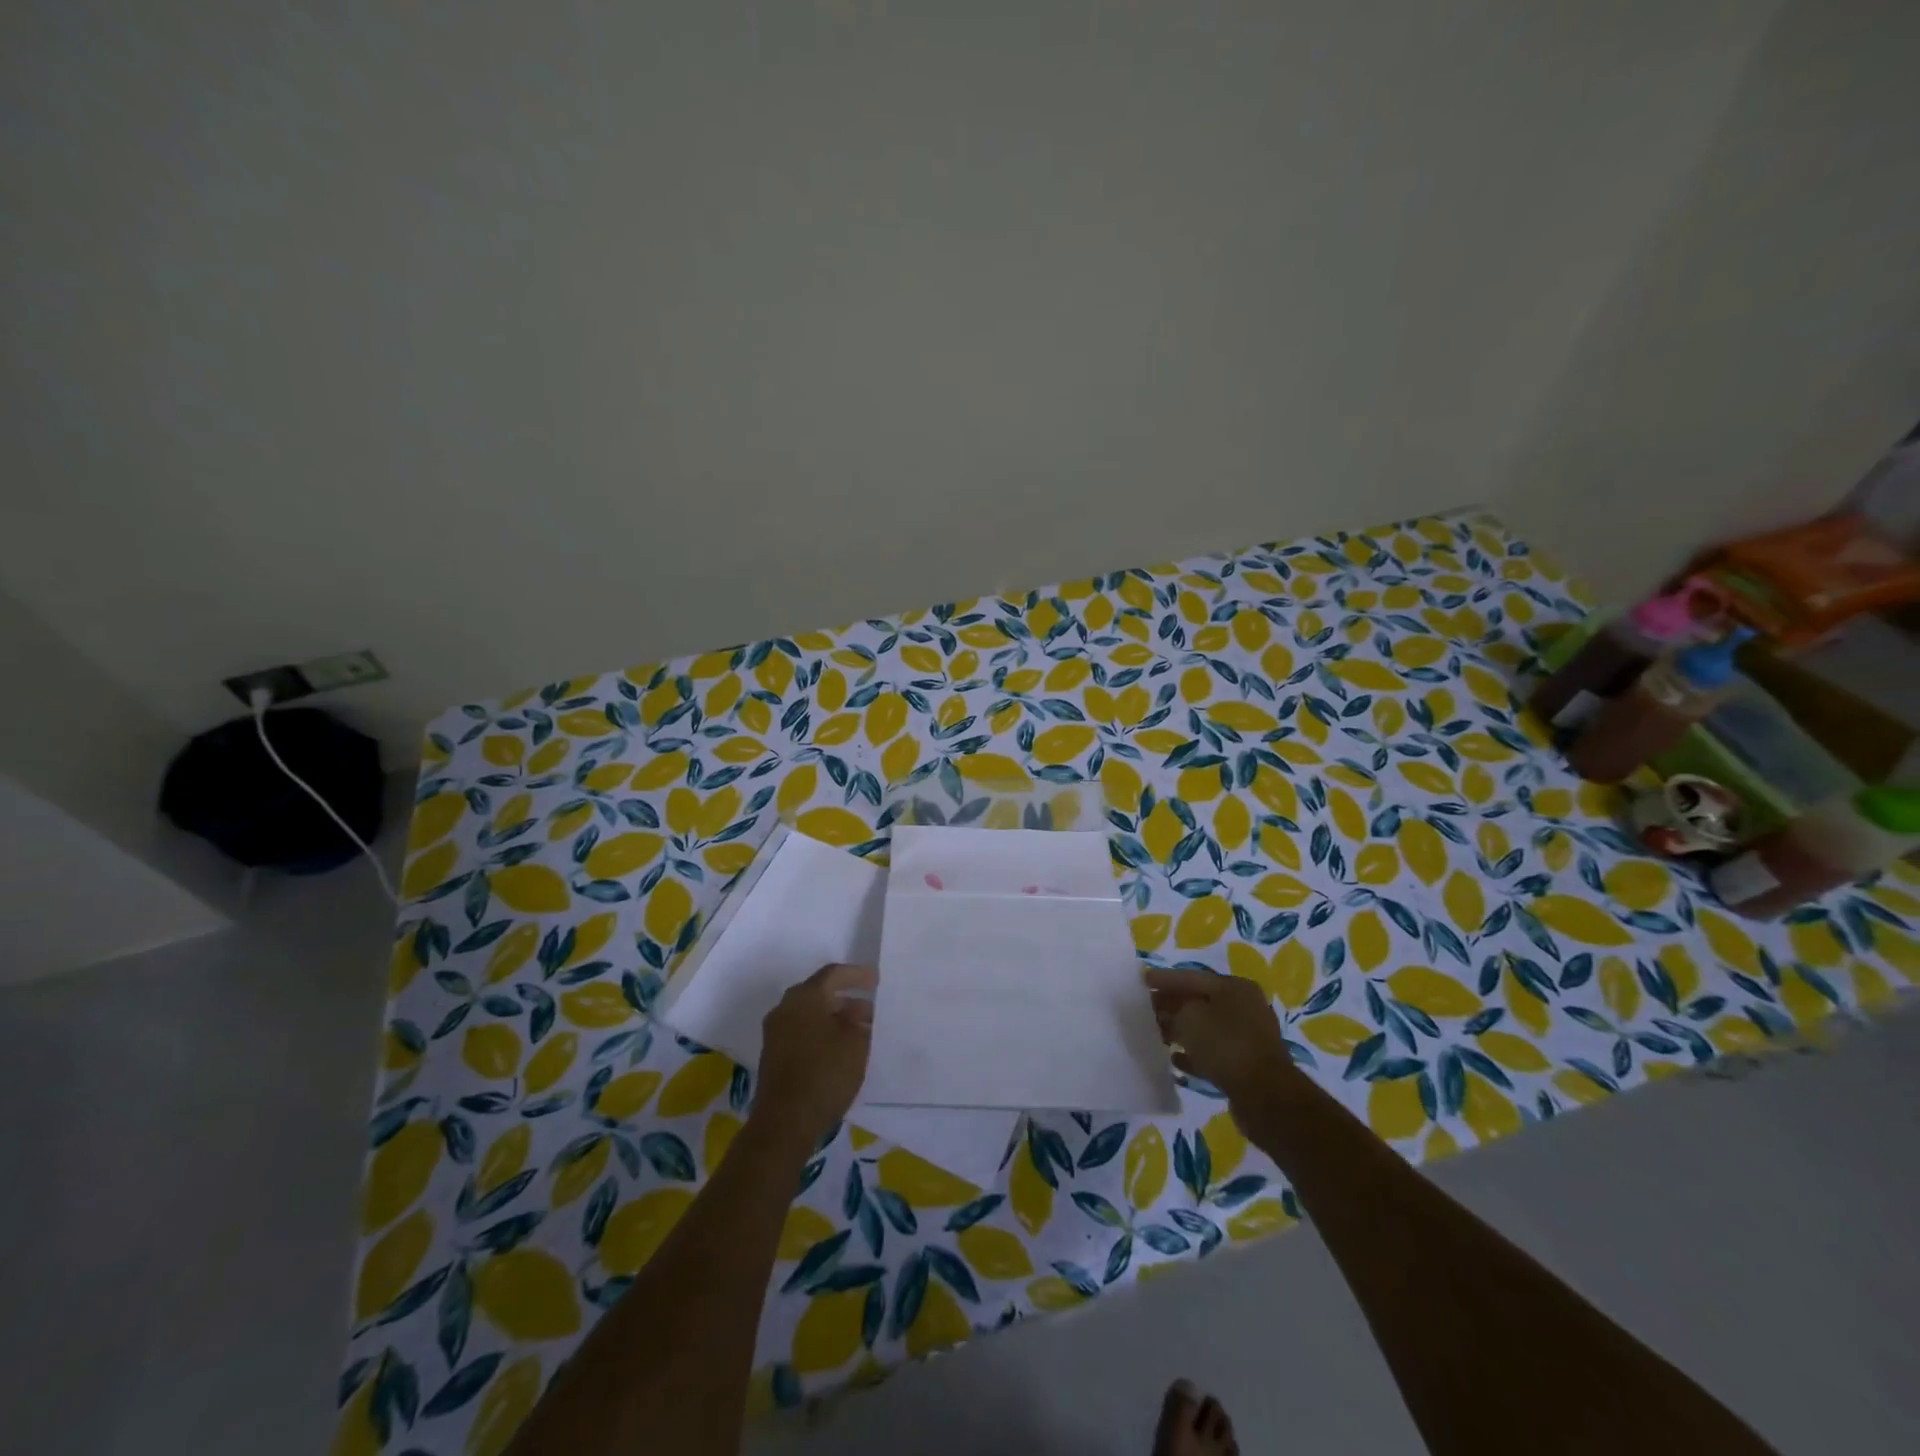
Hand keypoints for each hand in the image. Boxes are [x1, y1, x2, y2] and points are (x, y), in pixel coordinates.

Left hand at [753, 963, 875, 1147]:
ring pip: (810, 1015)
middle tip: (870, 1011)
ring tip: (859, 1033)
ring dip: (834, 1020)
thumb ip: (859, 1022)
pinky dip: (821, 1035)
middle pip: (819, 994)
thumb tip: (856, 1015)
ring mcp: (775, 1033)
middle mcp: (785, 1008)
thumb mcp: (855, 1043)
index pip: (833, 974)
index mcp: (804, 997)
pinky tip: (839, 1051)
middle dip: (846, 1000)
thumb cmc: (824, 1073)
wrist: (784, 1122)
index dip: (856, 975)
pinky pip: (802, 1033)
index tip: (876, 981)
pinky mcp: (773, 1056)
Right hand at [1146, 968, 1292, 1105]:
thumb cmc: (1225, 1045)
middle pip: (1199, 1001)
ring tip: (1156, 1034)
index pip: (1191, 977)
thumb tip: (1166, 1011)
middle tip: (1144, 1010)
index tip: (1140, 982)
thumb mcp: (1190, 1018)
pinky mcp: (1245, 1063)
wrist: (1265, 1096)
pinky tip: (1174, 1059)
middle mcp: (1244, 1007)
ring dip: (1180, 1030)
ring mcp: (1247, 1036)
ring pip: (1205, 1028)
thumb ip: (1172, 1009)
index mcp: (1234, 987)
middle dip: (1171, 1006)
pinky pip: (1213, 1052)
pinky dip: (1194, 1054)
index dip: (1164, 979)